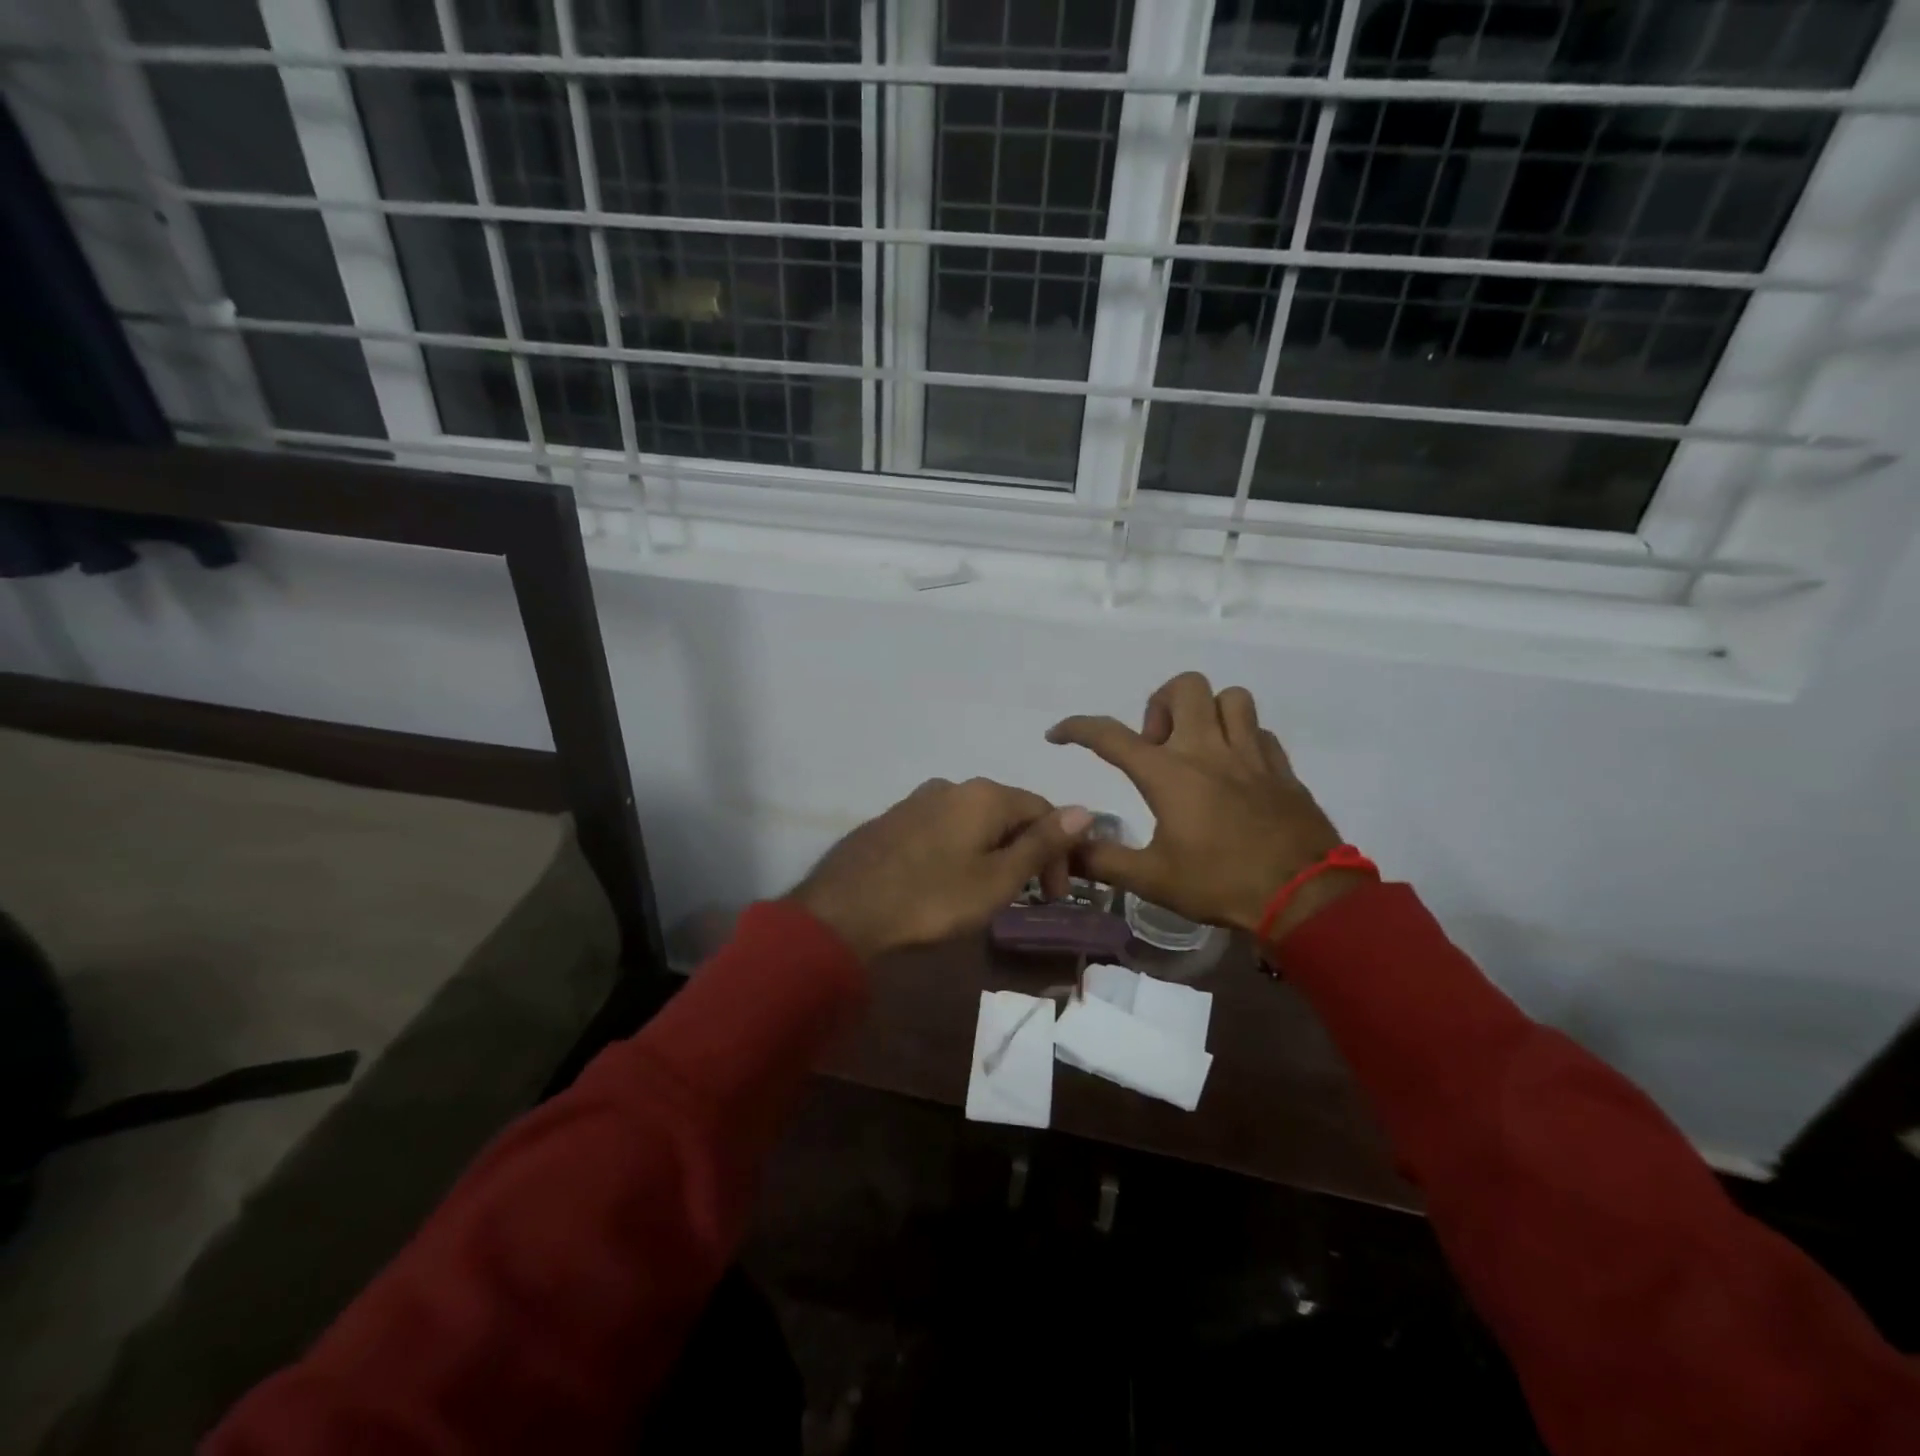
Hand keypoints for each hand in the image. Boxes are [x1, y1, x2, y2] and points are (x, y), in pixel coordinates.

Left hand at [789, 778, 1094, 960]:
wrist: (845, 911)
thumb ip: (1041, 844)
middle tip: (1026, 897)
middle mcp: (952, 785)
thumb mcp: (997, 879)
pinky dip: (961, 850)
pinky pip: (944, 828)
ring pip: (974, 821)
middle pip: (1008, 813)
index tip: (1055, 896)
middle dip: (1026, 852)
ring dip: (994, 852)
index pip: (1043, 810)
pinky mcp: (895, 819)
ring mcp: (919, 800)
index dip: (1060, 851)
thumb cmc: (932, 899)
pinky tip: (949, 881)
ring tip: (988, 893)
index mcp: (984, 795)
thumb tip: (1084, 810)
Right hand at [1047, 672, 1363, 941]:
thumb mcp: (1152, 879)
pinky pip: (1259, 730)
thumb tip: (1065, 849)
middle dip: (1159, 705)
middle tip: (1156, 746)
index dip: (1077, 728)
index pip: (1110, 735)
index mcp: (1168, 773)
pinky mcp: (1281, 768)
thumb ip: (1102, 861)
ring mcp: (1250, 754)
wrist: (1304, 897)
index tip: (1058, 734)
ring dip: (1206, 713)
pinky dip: (1240, 737)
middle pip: (1184, 687)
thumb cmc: (1221, 883)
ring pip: (1230, 698)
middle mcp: (1208, 750)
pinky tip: (1235, 768)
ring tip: (1197, 748)